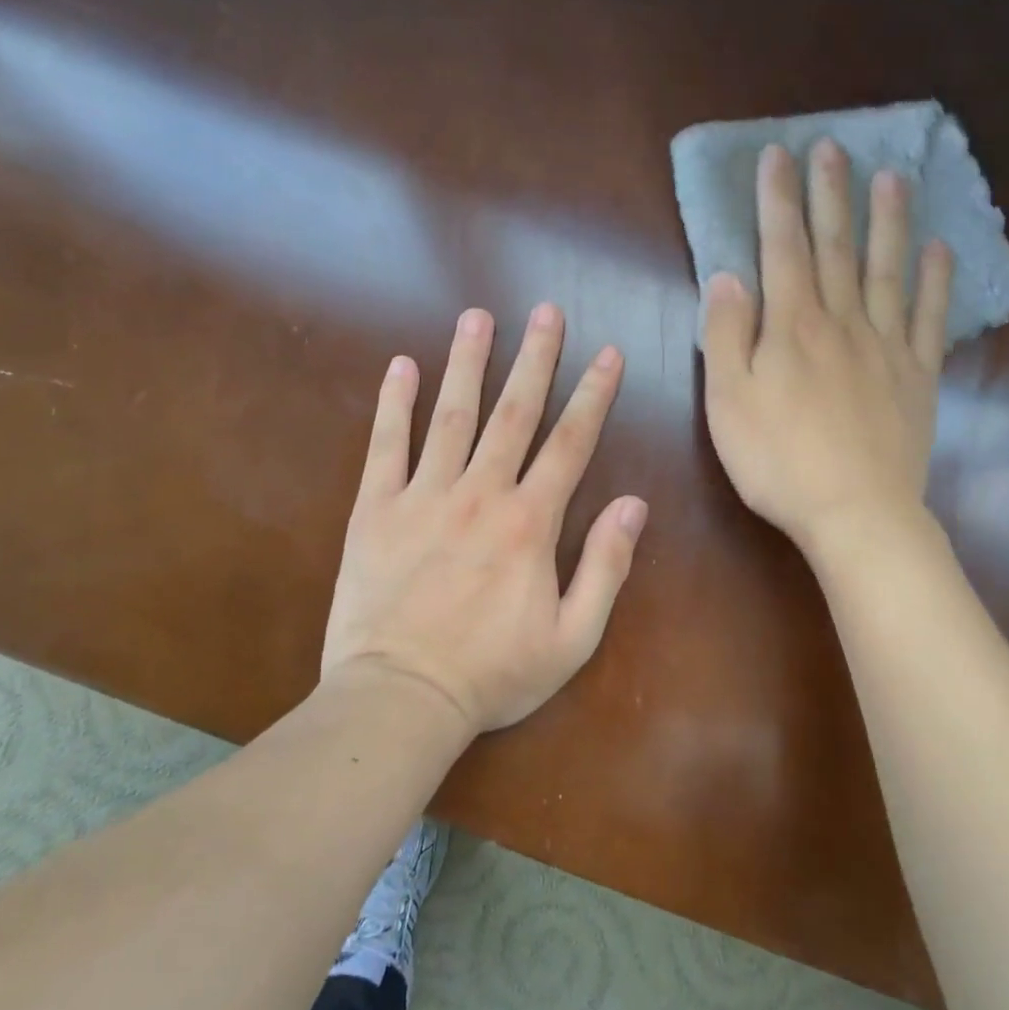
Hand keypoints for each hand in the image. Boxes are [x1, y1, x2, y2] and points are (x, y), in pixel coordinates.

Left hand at [318, 305, 648, 733]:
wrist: (400, 699)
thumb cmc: (493, 674)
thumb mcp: (572, 638)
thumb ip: (606, 567)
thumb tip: (634, 504)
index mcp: (530, 522)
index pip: (571, 443)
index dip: (594, 395)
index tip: (608, 353)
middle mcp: (480, 494)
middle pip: (514, 412)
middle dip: (536, 357)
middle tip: (546, 310)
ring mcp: (423, 496)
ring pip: (452, 415)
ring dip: (468, 362)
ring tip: (478, 316)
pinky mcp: (374, 510)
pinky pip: (385, 446)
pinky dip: (394, 404)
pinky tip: (401, 366)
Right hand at [702, 140, 952, 556]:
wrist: (855, 512)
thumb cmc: (778, 461)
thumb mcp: (728, 402)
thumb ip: (726, 334)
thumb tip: (728, 275)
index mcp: (792, 326)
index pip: (782, 248)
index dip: (778, 200)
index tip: (778, 155)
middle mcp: (843, 322)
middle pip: (836, 247)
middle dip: (831, 195)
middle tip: (833, 147)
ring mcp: (887, 347)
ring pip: (888, 270)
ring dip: (888, 221)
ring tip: (892, 177)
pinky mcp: (919, 377)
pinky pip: (929, 319)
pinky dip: (936, 282)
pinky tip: (940, 250)